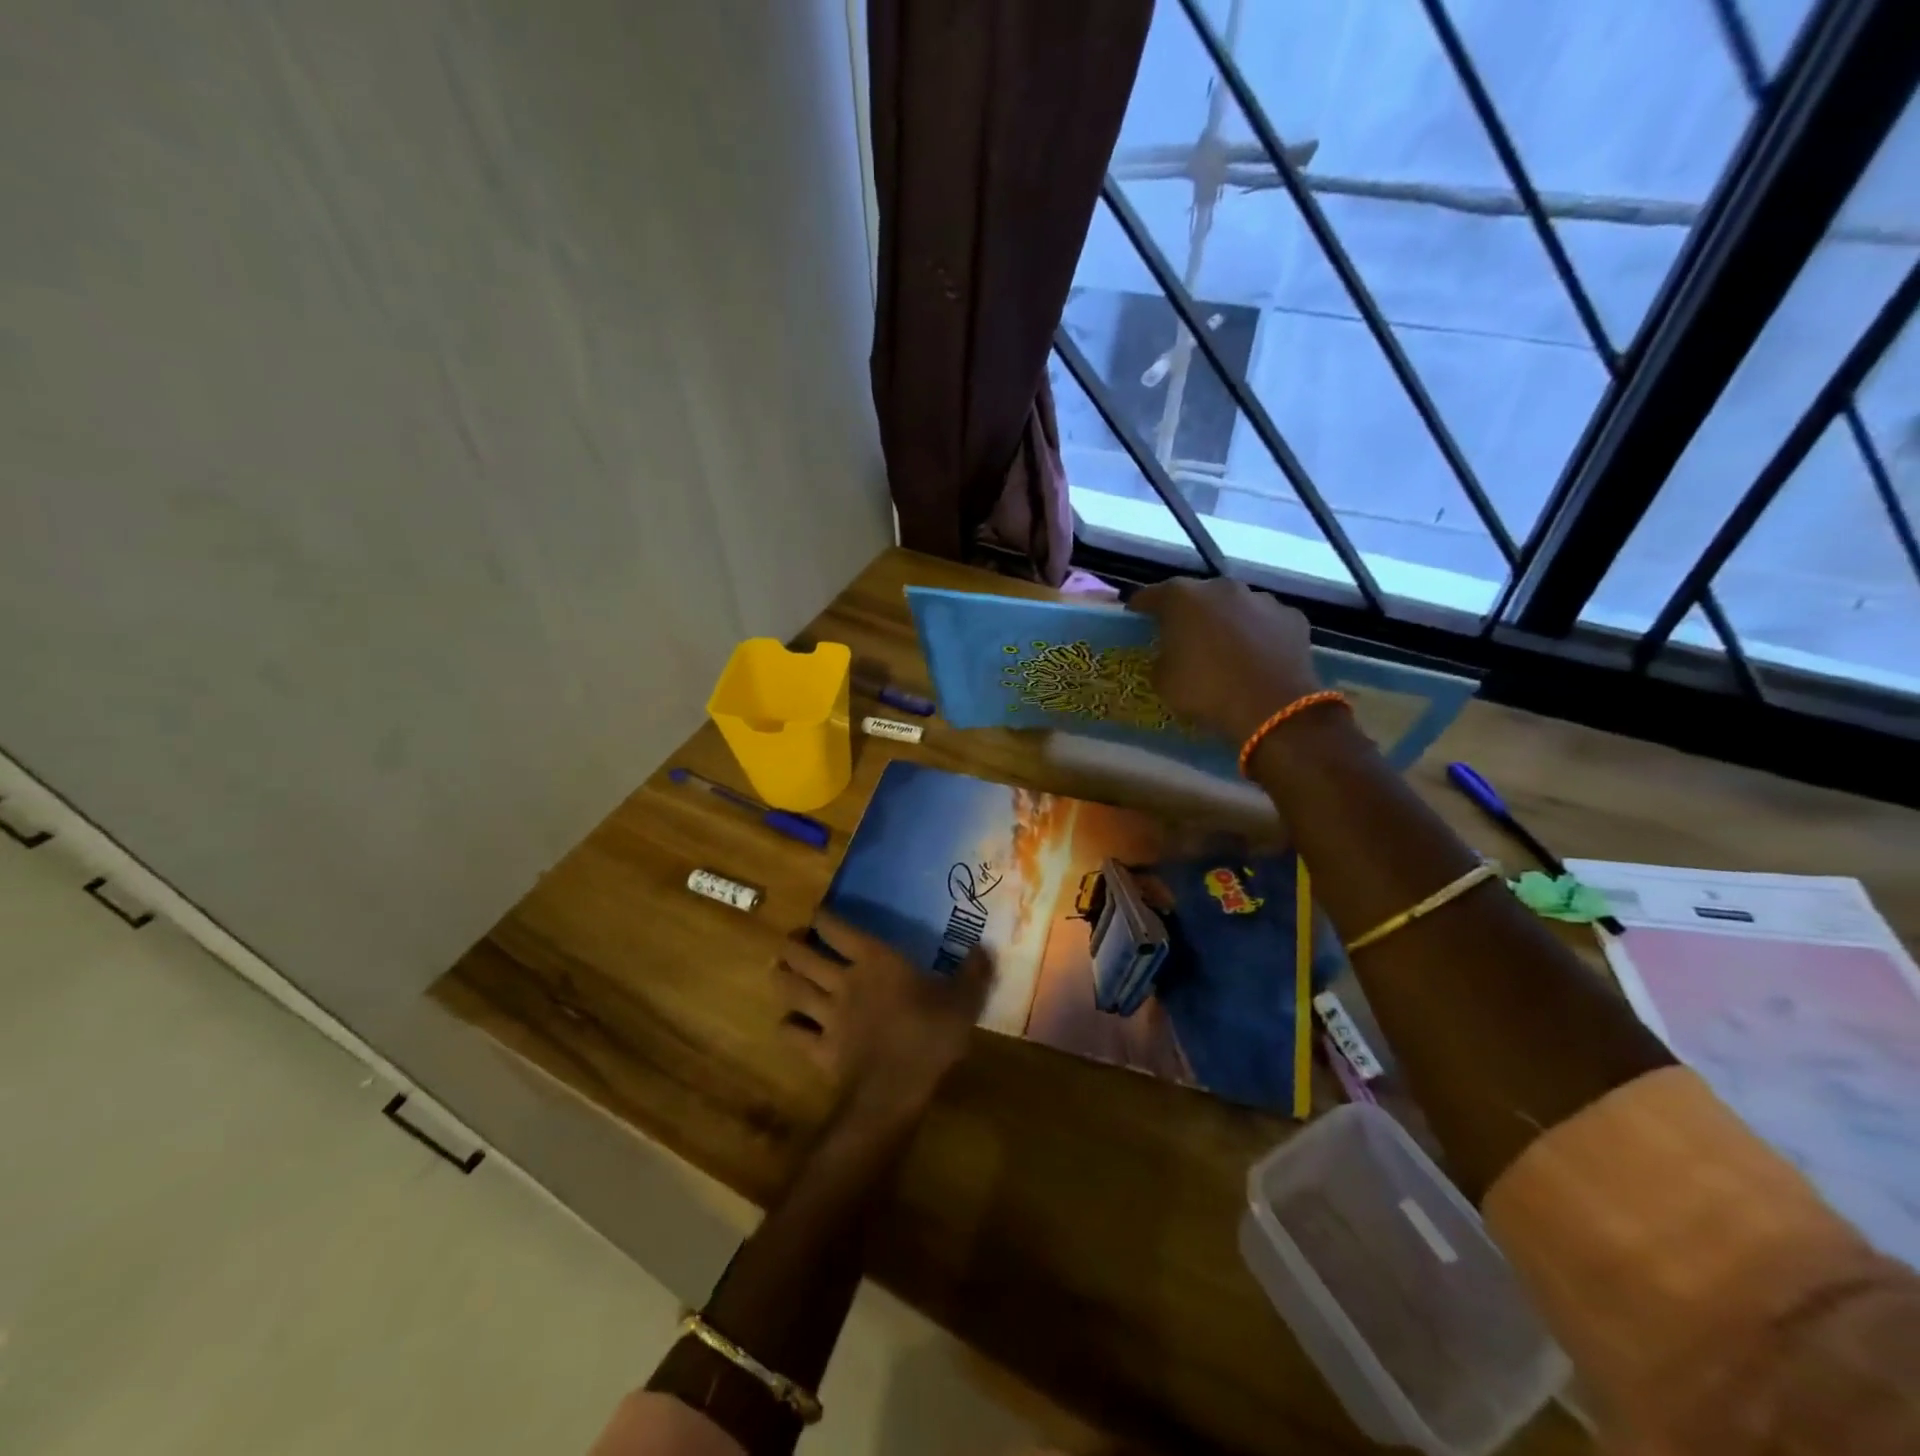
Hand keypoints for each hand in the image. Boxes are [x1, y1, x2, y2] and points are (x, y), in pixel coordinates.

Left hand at [775, 910, 993, 1122]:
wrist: (896, 1089)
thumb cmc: (930, 1036)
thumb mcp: (963, 1001)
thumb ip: (973, 972)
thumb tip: (985, 947)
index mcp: (874, 961)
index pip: (838, 930)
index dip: (823, 918)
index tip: (817, 914)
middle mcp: (843, 981)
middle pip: (804, 956)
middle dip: (792, 945)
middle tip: (792, 941)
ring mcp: (827, 1016)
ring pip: (792, 989)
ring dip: (782, 977)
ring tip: (778, 969)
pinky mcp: (819, 1049)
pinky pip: (793, 1034)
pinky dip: (786, 1026)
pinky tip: (787, 1024)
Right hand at [1129, 577, 1319, 742]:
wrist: (1272, 708)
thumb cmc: (1206, 691)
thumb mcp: (1163, 681)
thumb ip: (1161, 658)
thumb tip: (1170, 655)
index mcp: (1182, 598)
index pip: (1150, 596)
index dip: (1140, 608)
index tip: (1135, 619)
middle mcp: (1221, 587)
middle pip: (1196, 596)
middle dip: (1187, 613)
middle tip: (1182, 637)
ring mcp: (1261, 599)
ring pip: (1234, 606)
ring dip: (1225, 621)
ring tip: (1224, 649)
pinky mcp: (1291, 617)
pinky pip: (1265, 623)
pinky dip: (1258, 634)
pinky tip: (1256, 657)